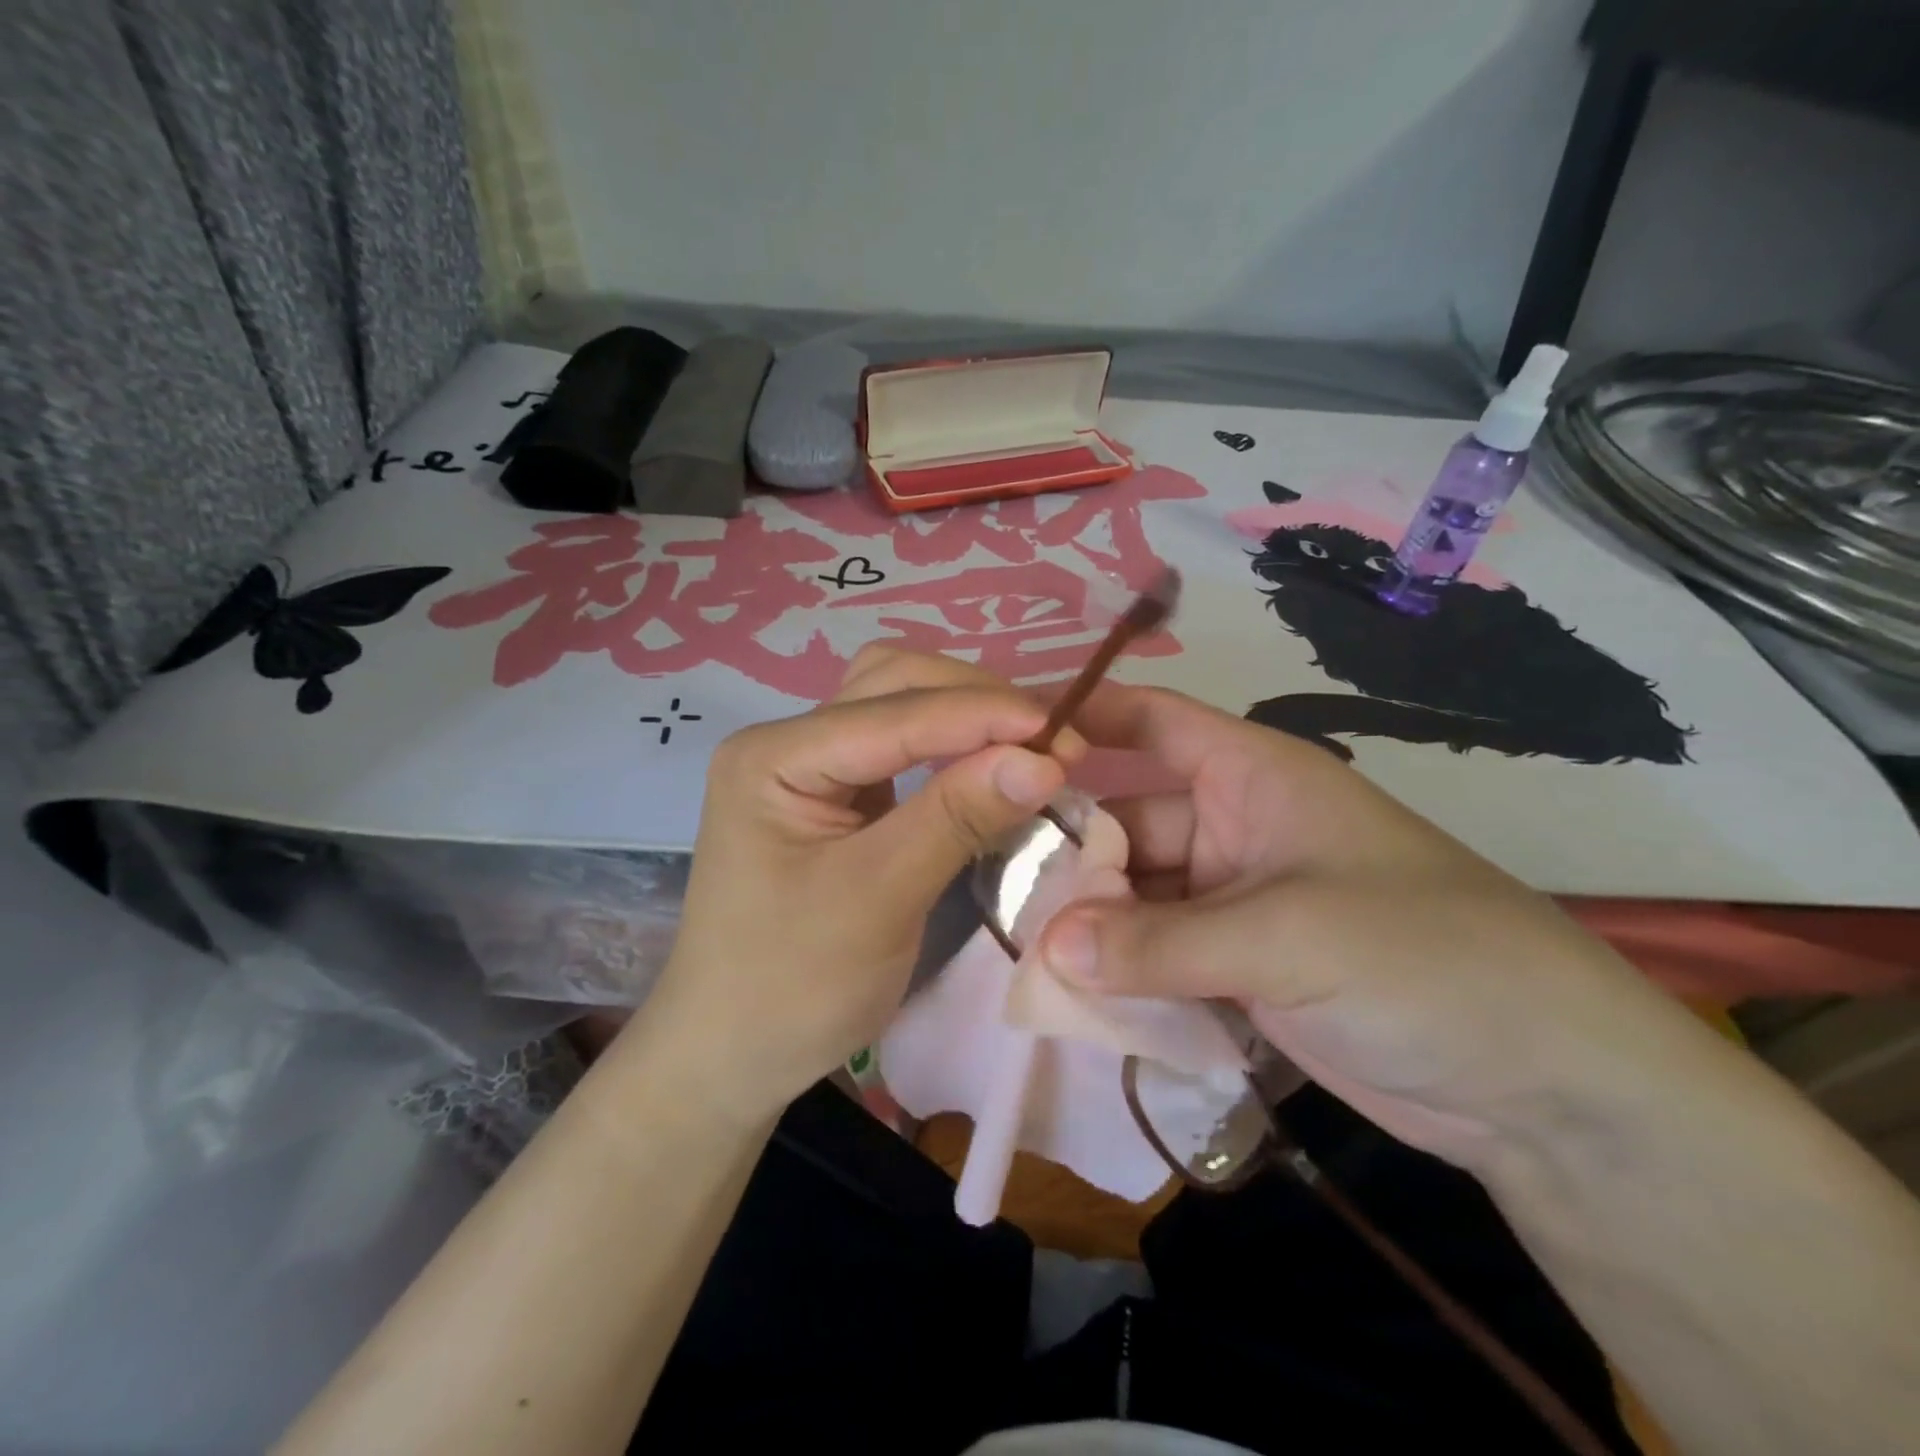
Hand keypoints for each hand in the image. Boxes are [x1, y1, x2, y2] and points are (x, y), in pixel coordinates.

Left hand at [634, 647, 1081, 1124]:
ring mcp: (812, 767)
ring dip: (967, 715)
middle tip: (1053, 740)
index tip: (1063, 734)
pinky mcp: (838, 797)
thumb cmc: (791, 987)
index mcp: (774, 757)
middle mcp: (788, 742)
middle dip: (975, 701)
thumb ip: (957, 818)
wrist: (732, 1054)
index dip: (982, 715)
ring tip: (1032, 744)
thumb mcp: (878, 900)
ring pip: (900, 706)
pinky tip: (993, 763)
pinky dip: (953, 747)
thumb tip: (1044, 759)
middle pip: (892, 684)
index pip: (893, 712)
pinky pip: (903, 748)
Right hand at [1037, 685, 1718, 1170]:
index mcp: (1251, 777)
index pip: (1150, 723)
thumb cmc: (1423, 959)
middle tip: (993, 887)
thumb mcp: (1286, 938)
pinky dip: (1119, 973)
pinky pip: (1158, 957)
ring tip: (1018, 952)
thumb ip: (1158, 943)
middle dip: (1068, 854)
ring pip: (1136, 897)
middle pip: (1126, 822)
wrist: (1545, 1086)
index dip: (1081, 720)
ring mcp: (1233, 903)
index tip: (1003, 744)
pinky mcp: (1238, 969)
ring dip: (1088, 925)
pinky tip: (1069, 996)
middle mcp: (1233, 828)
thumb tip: (1047, 951)